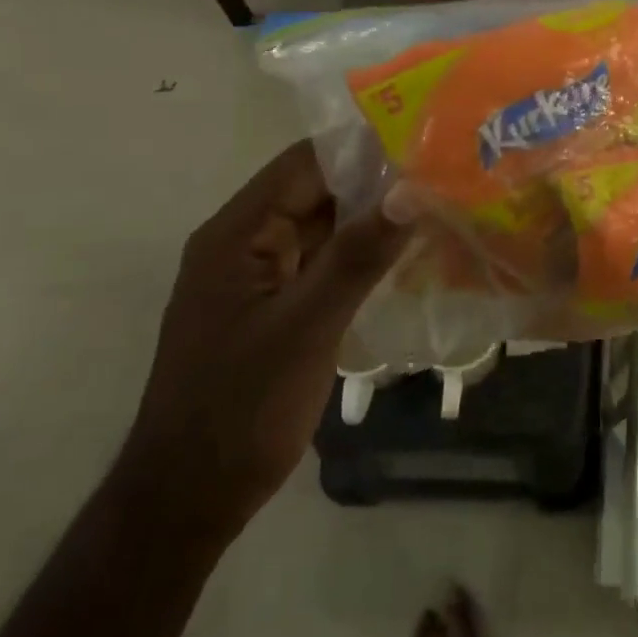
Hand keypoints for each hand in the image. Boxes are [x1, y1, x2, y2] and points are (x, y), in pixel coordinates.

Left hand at [118, 142, 413, 541]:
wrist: (192, 494)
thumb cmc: (242, 407)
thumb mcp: (307, 326)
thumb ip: (359, 255)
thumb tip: (412, 191)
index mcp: (236, 234)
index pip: (305, 164)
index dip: (364, 148)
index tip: (427, 142)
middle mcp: (244, 242)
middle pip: (316, 190)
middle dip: (377, 180)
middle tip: (445, 173)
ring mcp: (259, 275)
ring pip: (323, 225)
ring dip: (372, 216)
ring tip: (438, 202)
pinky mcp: (275, 305)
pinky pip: (323, 260)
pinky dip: (361, 252)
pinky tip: (407, 251)